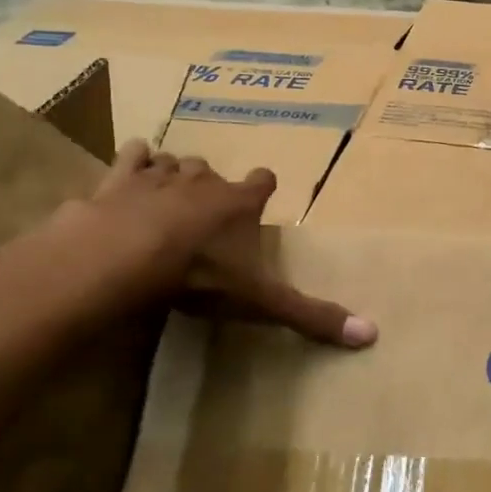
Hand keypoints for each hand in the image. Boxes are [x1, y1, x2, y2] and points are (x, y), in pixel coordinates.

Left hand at [45, 140, 377, 347]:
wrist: (126, 254)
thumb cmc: (201, 273)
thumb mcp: (261, 300)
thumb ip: (311, 315)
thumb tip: (372, 335)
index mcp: (240, 203)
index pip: (263, 181)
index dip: (262, 186)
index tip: (261, 193)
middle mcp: (204, 181)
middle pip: (212, 170)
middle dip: (210, 183)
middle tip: (204, 207)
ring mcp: (159, 176)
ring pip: (172, 161)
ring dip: (171, 172)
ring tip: (166, 191)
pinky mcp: (118, 180)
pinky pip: (130, 156)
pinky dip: (132, 162)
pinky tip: (129, 173)